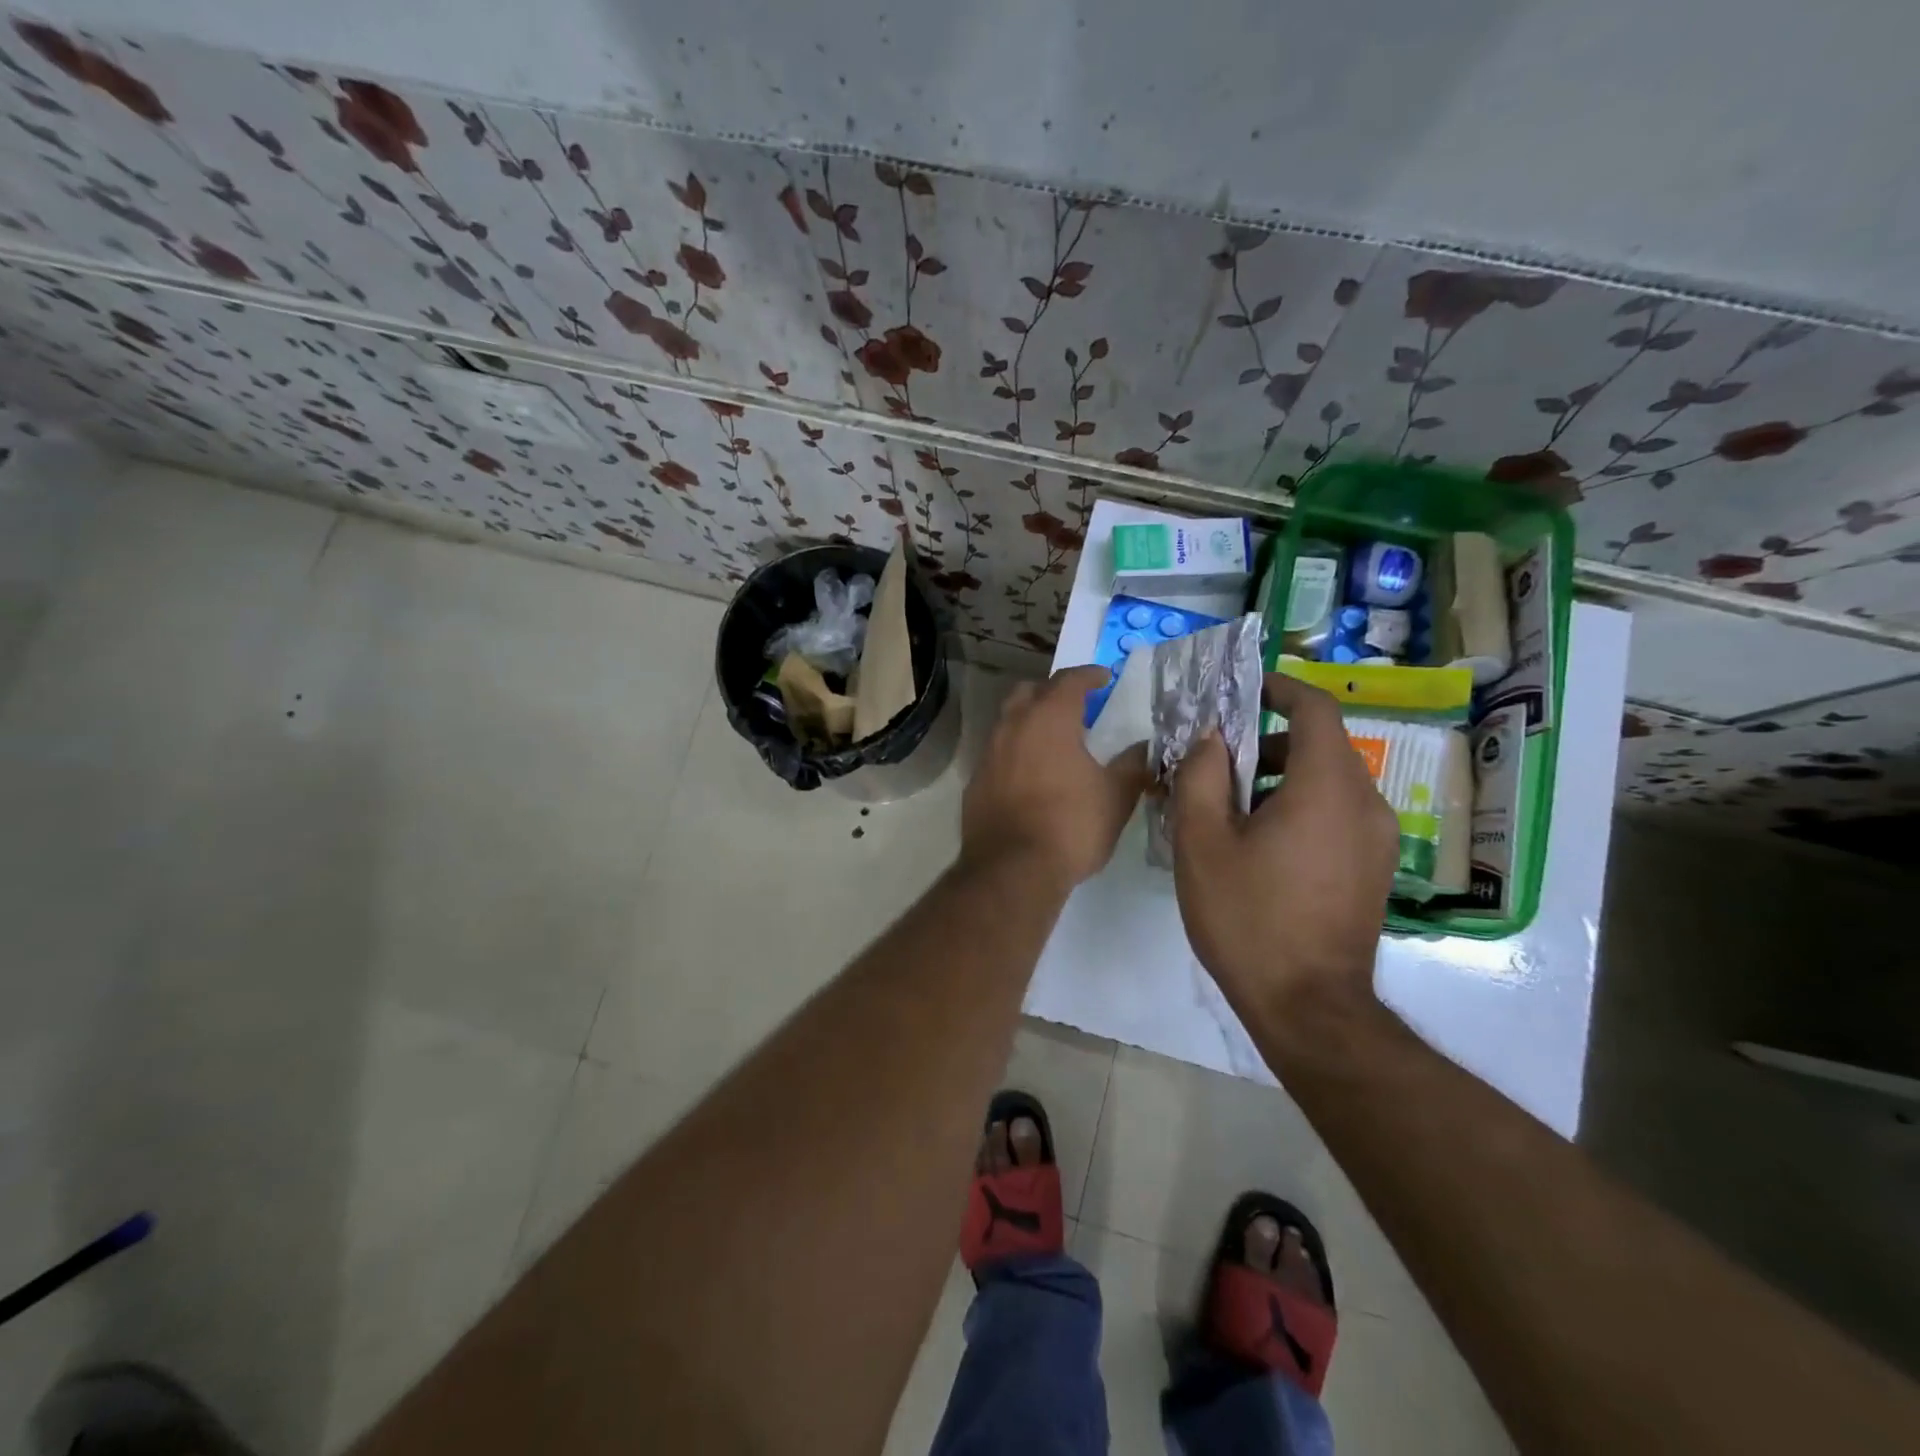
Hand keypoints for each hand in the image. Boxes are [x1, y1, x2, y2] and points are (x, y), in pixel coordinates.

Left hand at [962, 665, 1148, 888]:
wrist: (1012, 869)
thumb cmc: (1071, 825)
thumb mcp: (1115, 796)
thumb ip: (1132, 766)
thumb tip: (1143, 748)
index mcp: (1049, 719)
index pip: (1068, 681)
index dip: (1088, 675)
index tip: (1103, 678)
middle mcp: (1013, 726)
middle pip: (1029, 692)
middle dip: (1052, 692)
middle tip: (1075, 706)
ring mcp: (988, 754)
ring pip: (1008, 721)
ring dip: (1030, 721)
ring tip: (1054, 740)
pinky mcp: (975, 781)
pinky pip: (997, 753)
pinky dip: (1016, 752)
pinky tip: (1031, 775)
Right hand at [1170, 672, 1397, 1023]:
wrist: (1308, 1007)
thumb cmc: (1248, 918)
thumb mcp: (1201, 842)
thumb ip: (1200, 776)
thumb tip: (1208, 737)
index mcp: (1326, 787)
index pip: (1316, 709)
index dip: (1281, 689)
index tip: (1244, 691)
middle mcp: (1365, 803)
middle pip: (1320, 745)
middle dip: (1266, 741)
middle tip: (1214, 762)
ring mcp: (1376, 839)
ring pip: (1328, 781)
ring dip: (1280, 776)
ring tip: (1228, 808)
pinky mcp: (1372, 868)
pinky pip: (1337, 813)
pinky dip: (1299, 806)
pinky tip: (1259, 844)